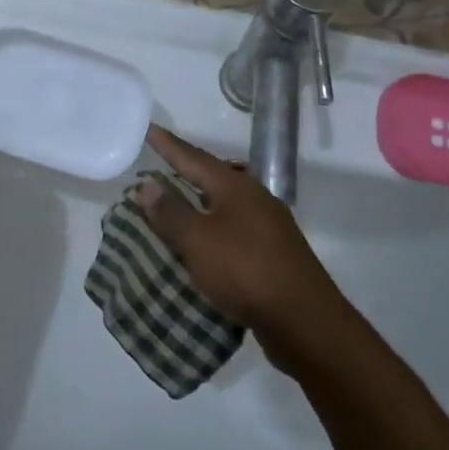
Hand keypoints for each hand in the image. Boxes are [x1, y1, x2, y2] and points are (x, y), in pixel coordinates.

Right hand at [137, 124, 353, 369]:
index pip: (195, 158)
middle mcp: (256, 198)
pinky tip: (205, 240)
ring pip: (227, 202)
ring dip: (201, 199)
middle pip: (216, 176)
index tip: (150, 129)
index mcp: (236, 187)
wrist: (302, 319)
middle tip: (163, 163)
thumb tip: (146, 183)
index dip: (169, 146)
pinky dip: (213, 225)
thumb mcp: (197, 240)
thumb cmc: (244, 271)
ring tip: (179, 200)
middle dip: (189, 169)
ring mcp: (269, 226)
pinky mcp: (274, 252)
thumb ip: (170, 211)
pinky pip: (235, 227)